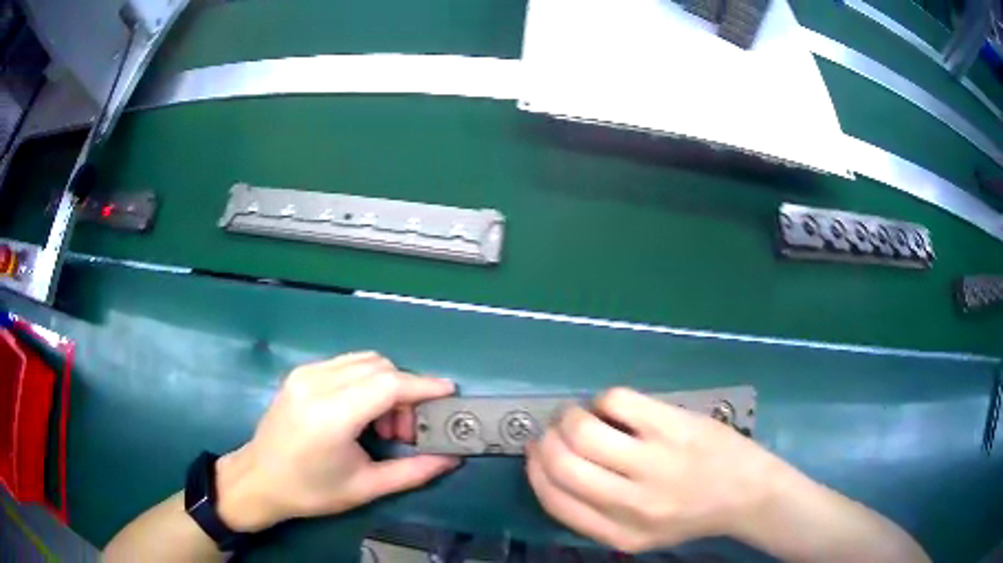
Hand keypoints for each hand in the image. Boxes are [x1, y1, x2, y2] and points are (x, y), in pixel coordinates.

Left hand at [215, 352, 459, 531]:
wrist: (259, 479)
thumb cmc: (311, 490)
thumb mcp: (365, 487)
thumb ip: (413, 472)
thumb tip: (451, 458)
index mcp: (331, 415)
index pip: (388, 384)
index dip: (422, 385)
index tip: (448, 392)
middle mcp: (316, 384)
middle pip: (379, 366)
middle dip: (404, 392)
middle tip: (405, 431)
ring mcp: (305, 373)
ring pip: (363, 360)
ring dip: (385, 384)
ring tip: (382, 424)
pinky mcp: (300, 372)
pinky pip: (346, 364)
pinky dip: (365, 380)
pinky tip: (361, 411)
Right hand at [526, 387, 786, 552]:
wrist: (747, 492)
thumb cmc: (689, 514)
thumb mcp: (638, 535)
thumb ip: (593, 516)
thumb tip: (548, 466)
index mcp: (619, 533)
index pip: (555, 500)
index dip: (535, 471)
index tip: (534, 452)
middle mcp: (633, 502)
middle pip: (563, 463)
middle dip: (546, 441)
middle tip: (555, 431)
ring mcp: (656, 461)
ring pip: (584, 429)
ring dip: (570, 417)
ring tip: (580, 415)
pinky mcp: (674, 425)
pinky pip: (616, 400)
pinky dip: (603, 400)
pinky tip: (615, 408)